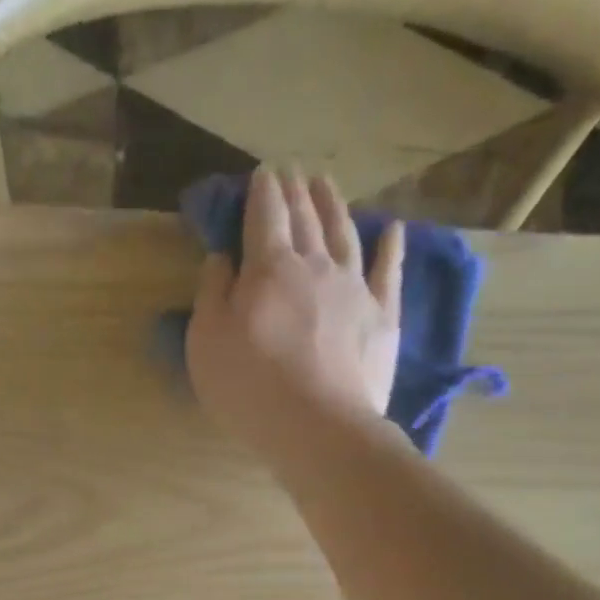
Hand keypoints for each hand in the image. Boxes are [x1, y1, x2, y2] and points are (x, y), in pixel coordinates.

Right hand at [185, 168, 404, 461]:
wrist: (319, 428)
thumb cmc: (250, 388)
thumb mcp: (206, 343)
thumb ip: (211, 294)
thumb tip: (222, 257)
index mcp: (268, 267)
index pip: (264, 215)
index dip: (261, 191)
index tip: (261, 173)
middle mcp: (314, 265)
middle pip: (304, 217)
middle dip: (295, 191)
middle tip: (291, 171)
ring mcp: (354, 288)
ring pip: (344, 233)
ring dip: (334, 205)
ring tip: (327, 183)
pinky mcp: (382, 317)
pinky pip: (389, 272)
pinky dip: (391, 248)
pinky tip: (393, 230)